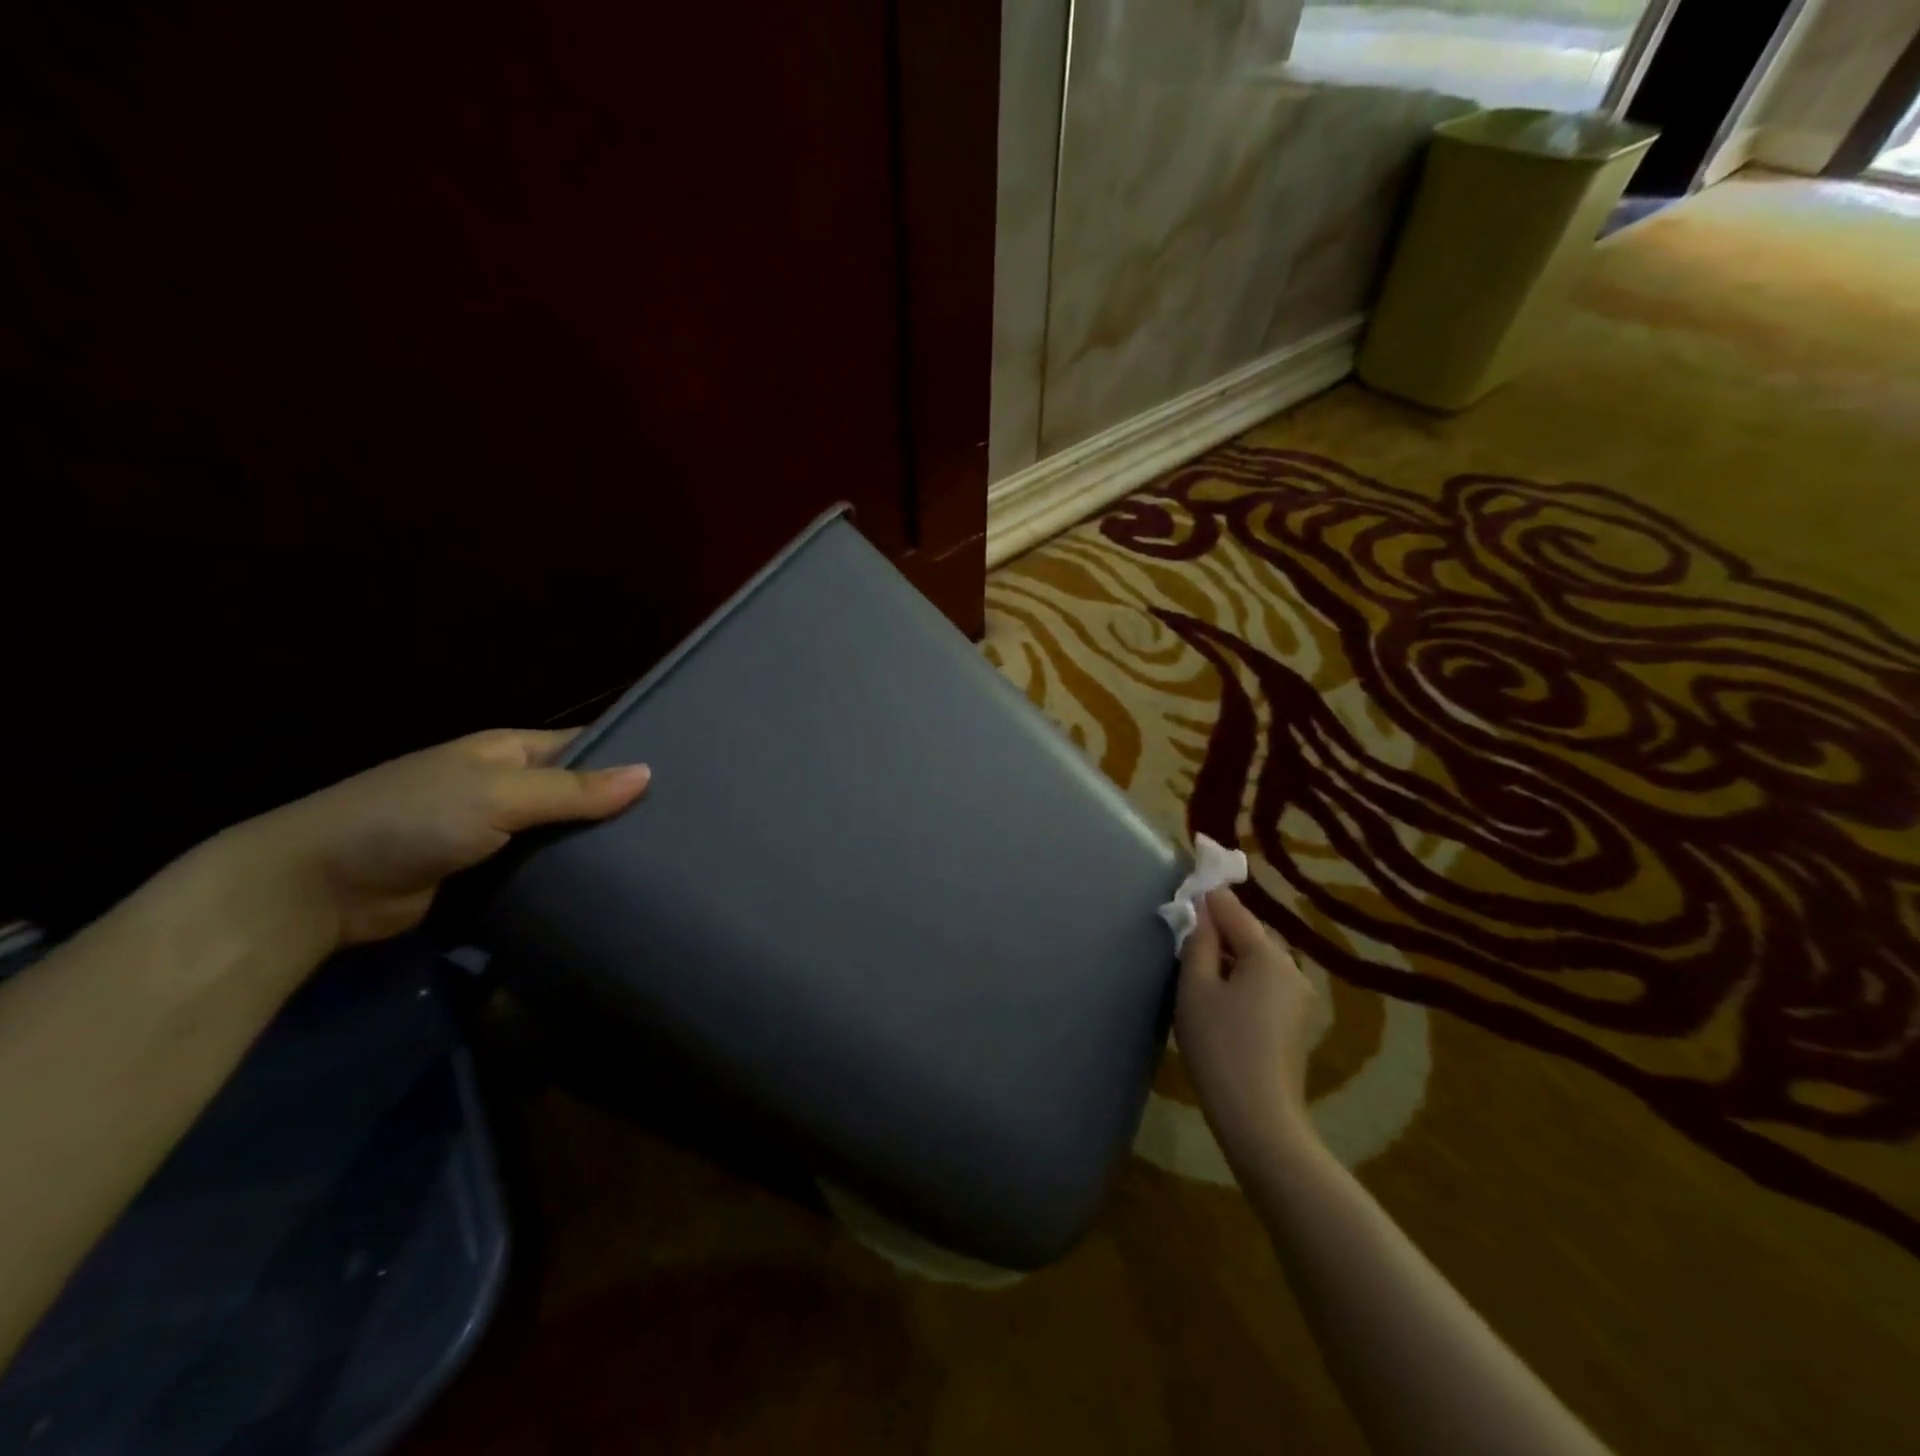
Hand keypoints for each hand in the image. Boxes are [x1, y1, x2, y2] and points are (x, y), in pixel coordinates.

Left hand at [221, 728, 649, 949]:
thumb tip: (648, 774)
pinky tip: (615, 889)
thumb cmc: (410, 819)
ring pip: (565, 834)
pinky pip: (543, 869)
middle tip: (685, 825)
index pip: (586, 743)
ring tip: (663, 858)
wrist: (316, 889)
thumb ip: (571, 789)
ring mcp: (497, 832)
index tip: (685, 774)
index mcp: (510, 751)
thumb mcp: (497, 795)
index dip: (630, 754)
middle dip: (622, 806)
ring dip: (600, 846)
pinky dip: (572, 877)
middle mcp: (508, 786)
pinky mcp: (488, 875)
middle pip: (580, 791)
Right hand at [1175, 886, 1319, 1170]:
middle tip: (1185, 931)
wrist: (1259, 1118)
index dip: (1208, 895)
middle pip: (1250, 933)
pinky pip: (1264, 983)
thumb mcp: (1196, 988)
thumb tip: (1200, 909)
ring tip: (1197, 965)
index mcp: (1269, 955)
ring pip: (1258, 960)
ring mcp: (1298, 998)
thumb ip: (1198, 942)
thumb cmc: (1220, 1045)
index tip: (1186, 883)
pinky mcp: (1295, 1023)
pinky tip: (1219, 996)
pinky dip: (1241, 978)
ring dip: (1229, 955)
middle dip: (1219, 928)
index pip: (1233, 910)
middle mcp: (1291, 969)